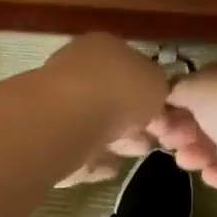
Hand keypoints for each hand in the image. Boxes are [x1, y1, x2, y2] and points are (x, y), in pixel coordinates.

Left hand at [43, 35, 168, 185]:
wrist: (66, 121)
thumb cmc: (117, 90)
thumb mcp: (157, 82)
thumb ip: (160, 88)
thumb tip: (155, 97)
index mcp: (102, 48)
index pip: (131, 68)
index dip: (153, 93)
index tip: (168, 116)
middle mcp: (77, 71)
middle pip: (114, 99)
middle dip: (136, 120)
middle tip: (156, 139)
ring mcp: (60, 106)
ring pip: (98, 126)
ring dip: (120, 140)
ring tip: (139, 153)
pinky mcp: (49, 140)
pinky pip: (80, 151)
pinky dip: (97, 160)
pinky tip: (113, 168)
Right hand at [154, 54, 216, 208]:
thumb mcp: (202, 89)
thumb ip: (180, 90)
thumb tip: (168, 95)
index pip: (211, 80)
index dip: (181, 98)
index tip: (157, 117)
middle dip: (189, 129)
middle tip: (167, 142)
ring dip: (204, 152)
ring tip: (185, 162)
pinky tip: (208, 177)